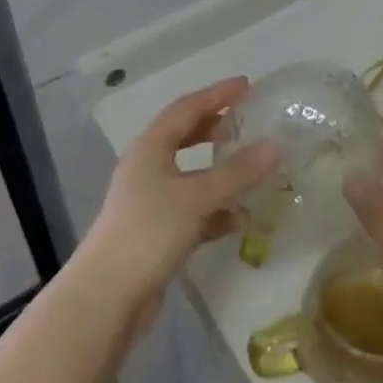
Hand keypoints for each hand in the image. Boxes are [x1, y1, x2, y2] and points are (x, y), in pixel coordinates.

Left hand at [75, 76, 280, 333]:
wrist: (107, 297)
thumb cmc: (149, 232)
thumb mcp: (197, 197)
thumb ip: (237, 172)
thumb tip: (276, 146)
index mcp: (150, 148)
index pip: (186, 108)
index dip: (216, 94)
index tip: (246, 85)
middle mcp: (147, 168)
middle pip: (183, 137)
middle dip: (214, 127)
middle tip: (246, 120)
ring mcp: (149, 201)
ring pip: (189, 175)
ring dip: (218, 171)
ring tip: (251, 168)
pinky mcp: (155, 233)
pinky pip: (191, 210)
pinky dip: (214, 210)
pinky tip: (238, 220)